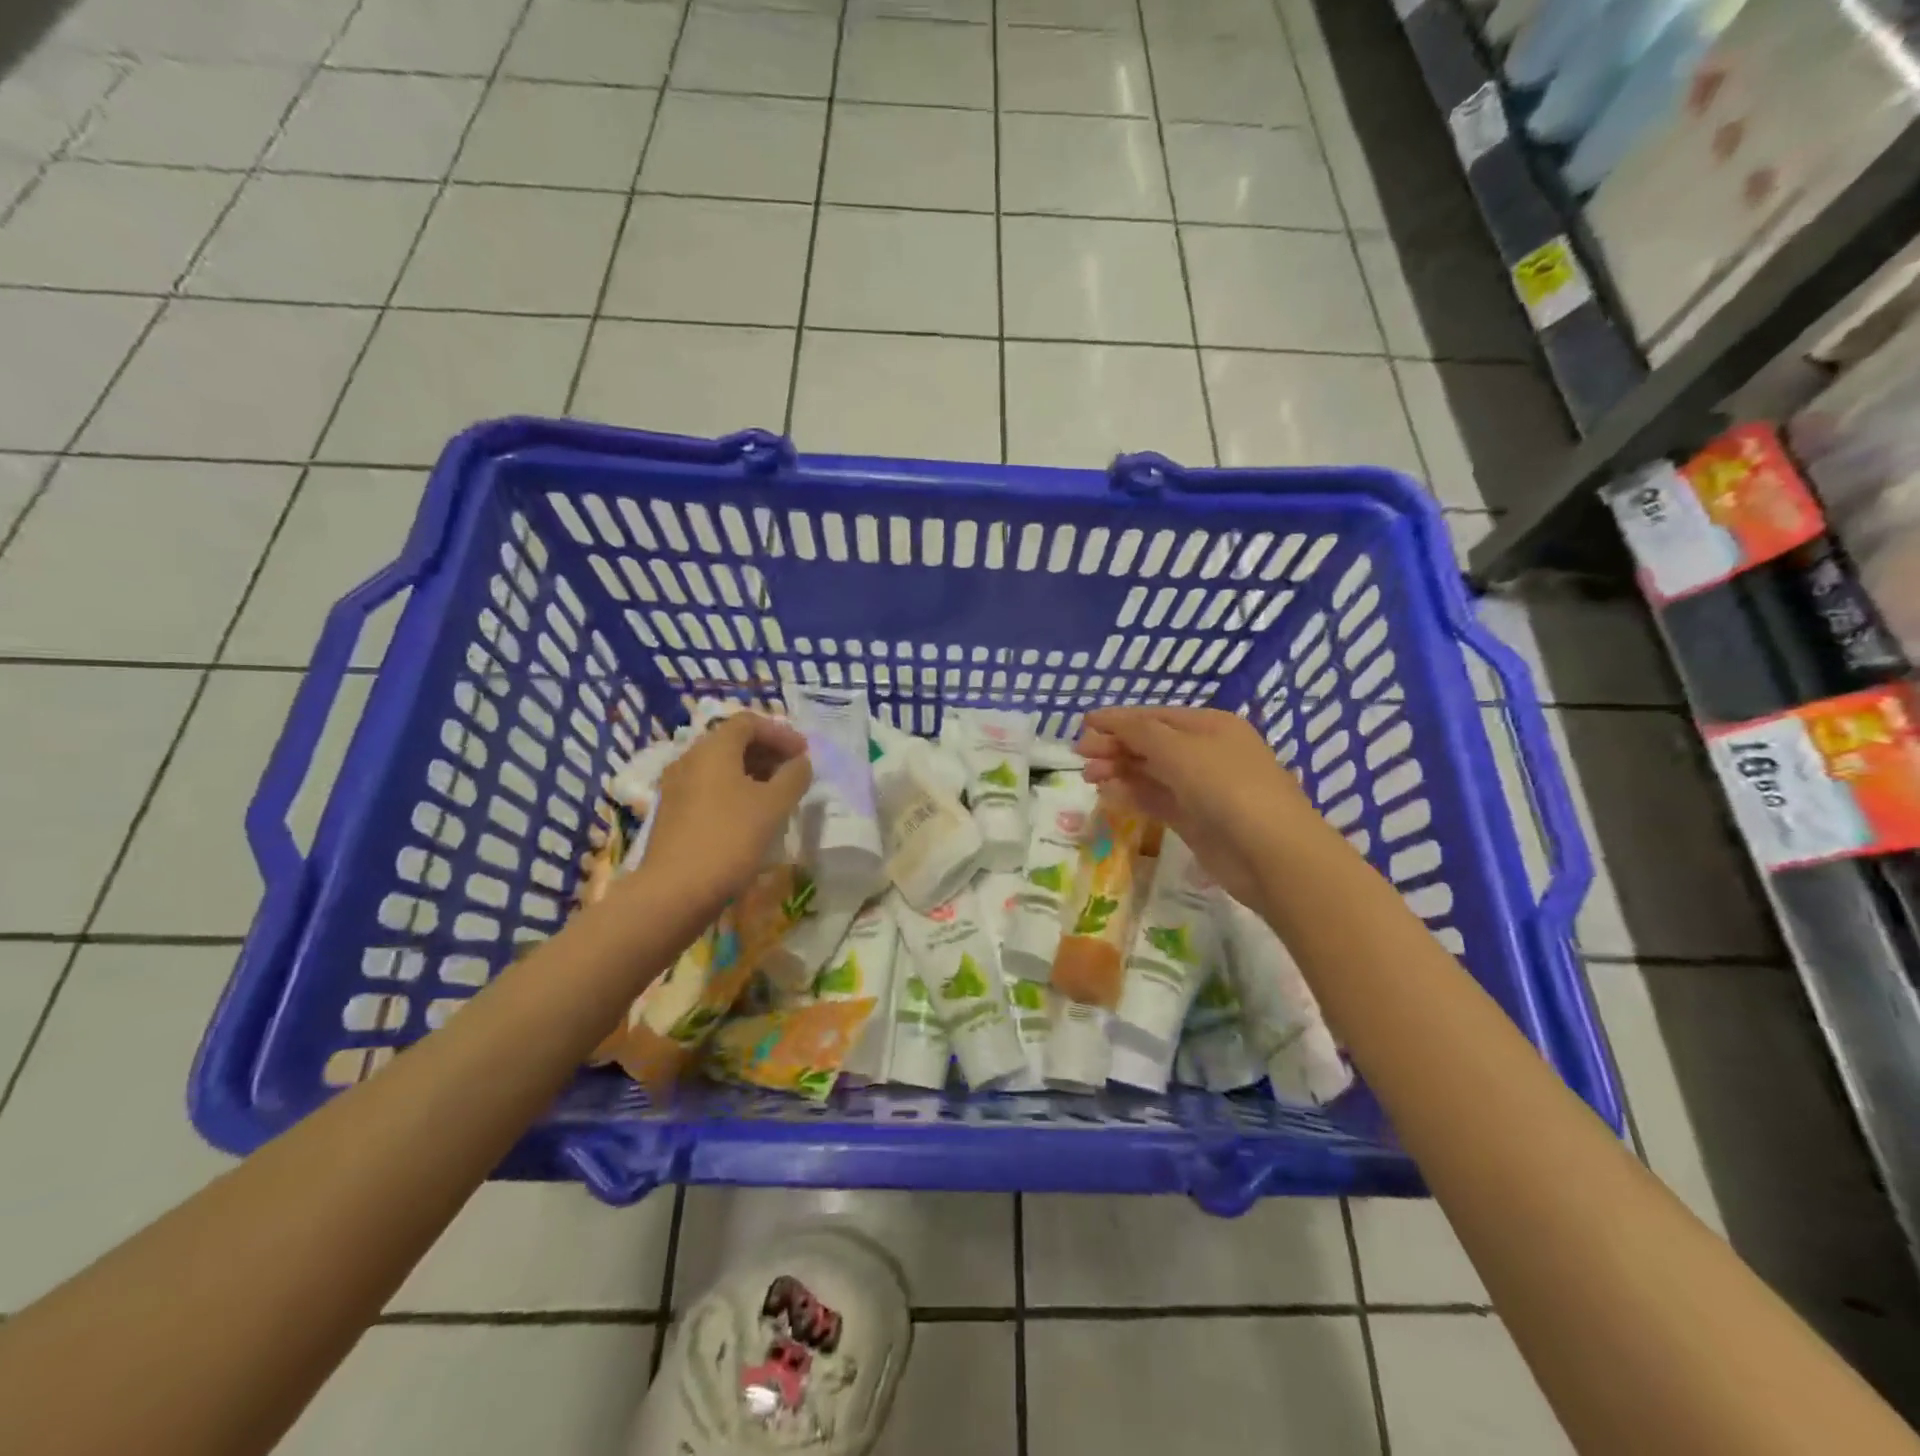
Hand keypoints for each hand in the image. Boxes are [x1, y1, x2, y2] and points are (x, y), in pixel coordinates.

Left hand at [644, 712, 811, 902]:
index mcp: (713, 748)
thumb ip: (793, 777)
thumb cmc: (730, 838)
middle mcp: (690, 759)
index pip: (748, 722)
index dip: (780, 733)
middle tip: (794, 772)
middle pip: (732, 741)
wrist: (675, 891)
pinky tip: (751, 815)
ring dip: (753, 772)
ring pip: (720, 767)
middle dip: (767, 752)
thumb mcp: (773, 805)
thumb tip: (801, 763)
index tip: (804, 754)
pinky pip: (709, 788)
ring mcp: (677, 787)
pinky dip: (735, 791)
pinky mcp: (673, 813)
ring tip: (778, 794)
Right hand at [1077, 706, 1316, 906]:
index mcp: (1210, 726)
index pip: (1156, 716)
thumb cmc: (1227, 787)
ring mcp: (1202, 788)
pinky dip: (1132, 795)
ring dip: (1120, 770)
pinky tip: (1108, 794)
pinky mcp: (1195, 821)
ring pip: (1151, 773)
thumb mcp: (1180, 750)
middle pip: (1152, 744)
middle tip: (1080, 755)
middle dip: (1116, 746)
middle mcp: (1206, 753)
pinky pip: (1157, 800)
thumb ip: (1141, 734)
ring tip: (1089, 776)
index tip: (1084, 725)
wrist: (1271, 853)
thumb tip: (1111, 723)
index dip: (1119, 719)